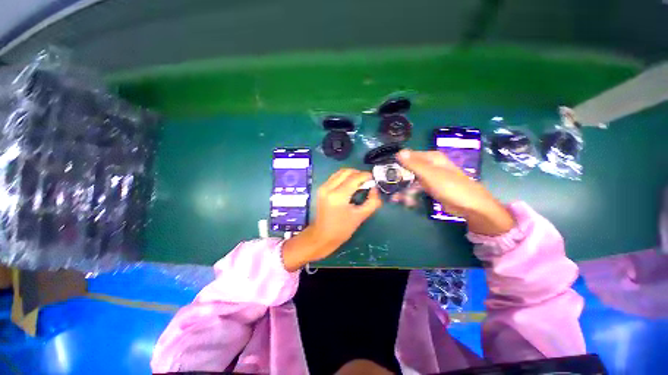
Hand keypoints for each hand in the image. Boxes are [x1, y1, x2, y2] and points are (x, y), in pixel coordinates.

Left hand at [282, 169, 381, 270]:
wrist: (322, 236)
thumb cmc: (342, 229)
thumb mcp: (360, 216)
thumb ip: (372, 201)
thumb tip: (375, 188)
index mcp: (338, 196)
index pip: (354, 178)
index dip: (366, 175)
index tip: (374, 178)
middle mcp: (328, 188)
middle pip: (346, 171)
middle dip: (359, 173)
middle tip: (368, 180)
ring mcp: (323, 187)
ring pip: (339, 172)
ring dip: (351, 174)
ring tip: (360, 181)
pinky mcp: (321, 189)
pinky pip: (335, 177)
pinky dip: (344, 177)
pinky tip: (350, 184)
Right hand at [396, 150, 514, 235]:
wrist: (470, 206)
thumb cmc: (451, 187)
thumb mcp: (431, 175)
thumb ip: (414, 164)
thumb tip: (399, 152)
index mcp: (431, 158)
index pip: (408, 156)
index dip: (397, 163)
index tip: (386, 173)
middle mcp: (430, 165)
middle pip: (408, 168)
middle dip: (399, 179)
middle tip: (389, 188)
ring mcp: (430, 177)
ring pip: (411, 179)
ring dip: (403, 189)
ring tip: (396, 199)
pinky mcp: (431, 187)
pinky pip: (416, 188)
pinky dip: (410, 194)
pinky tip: (405, 201)